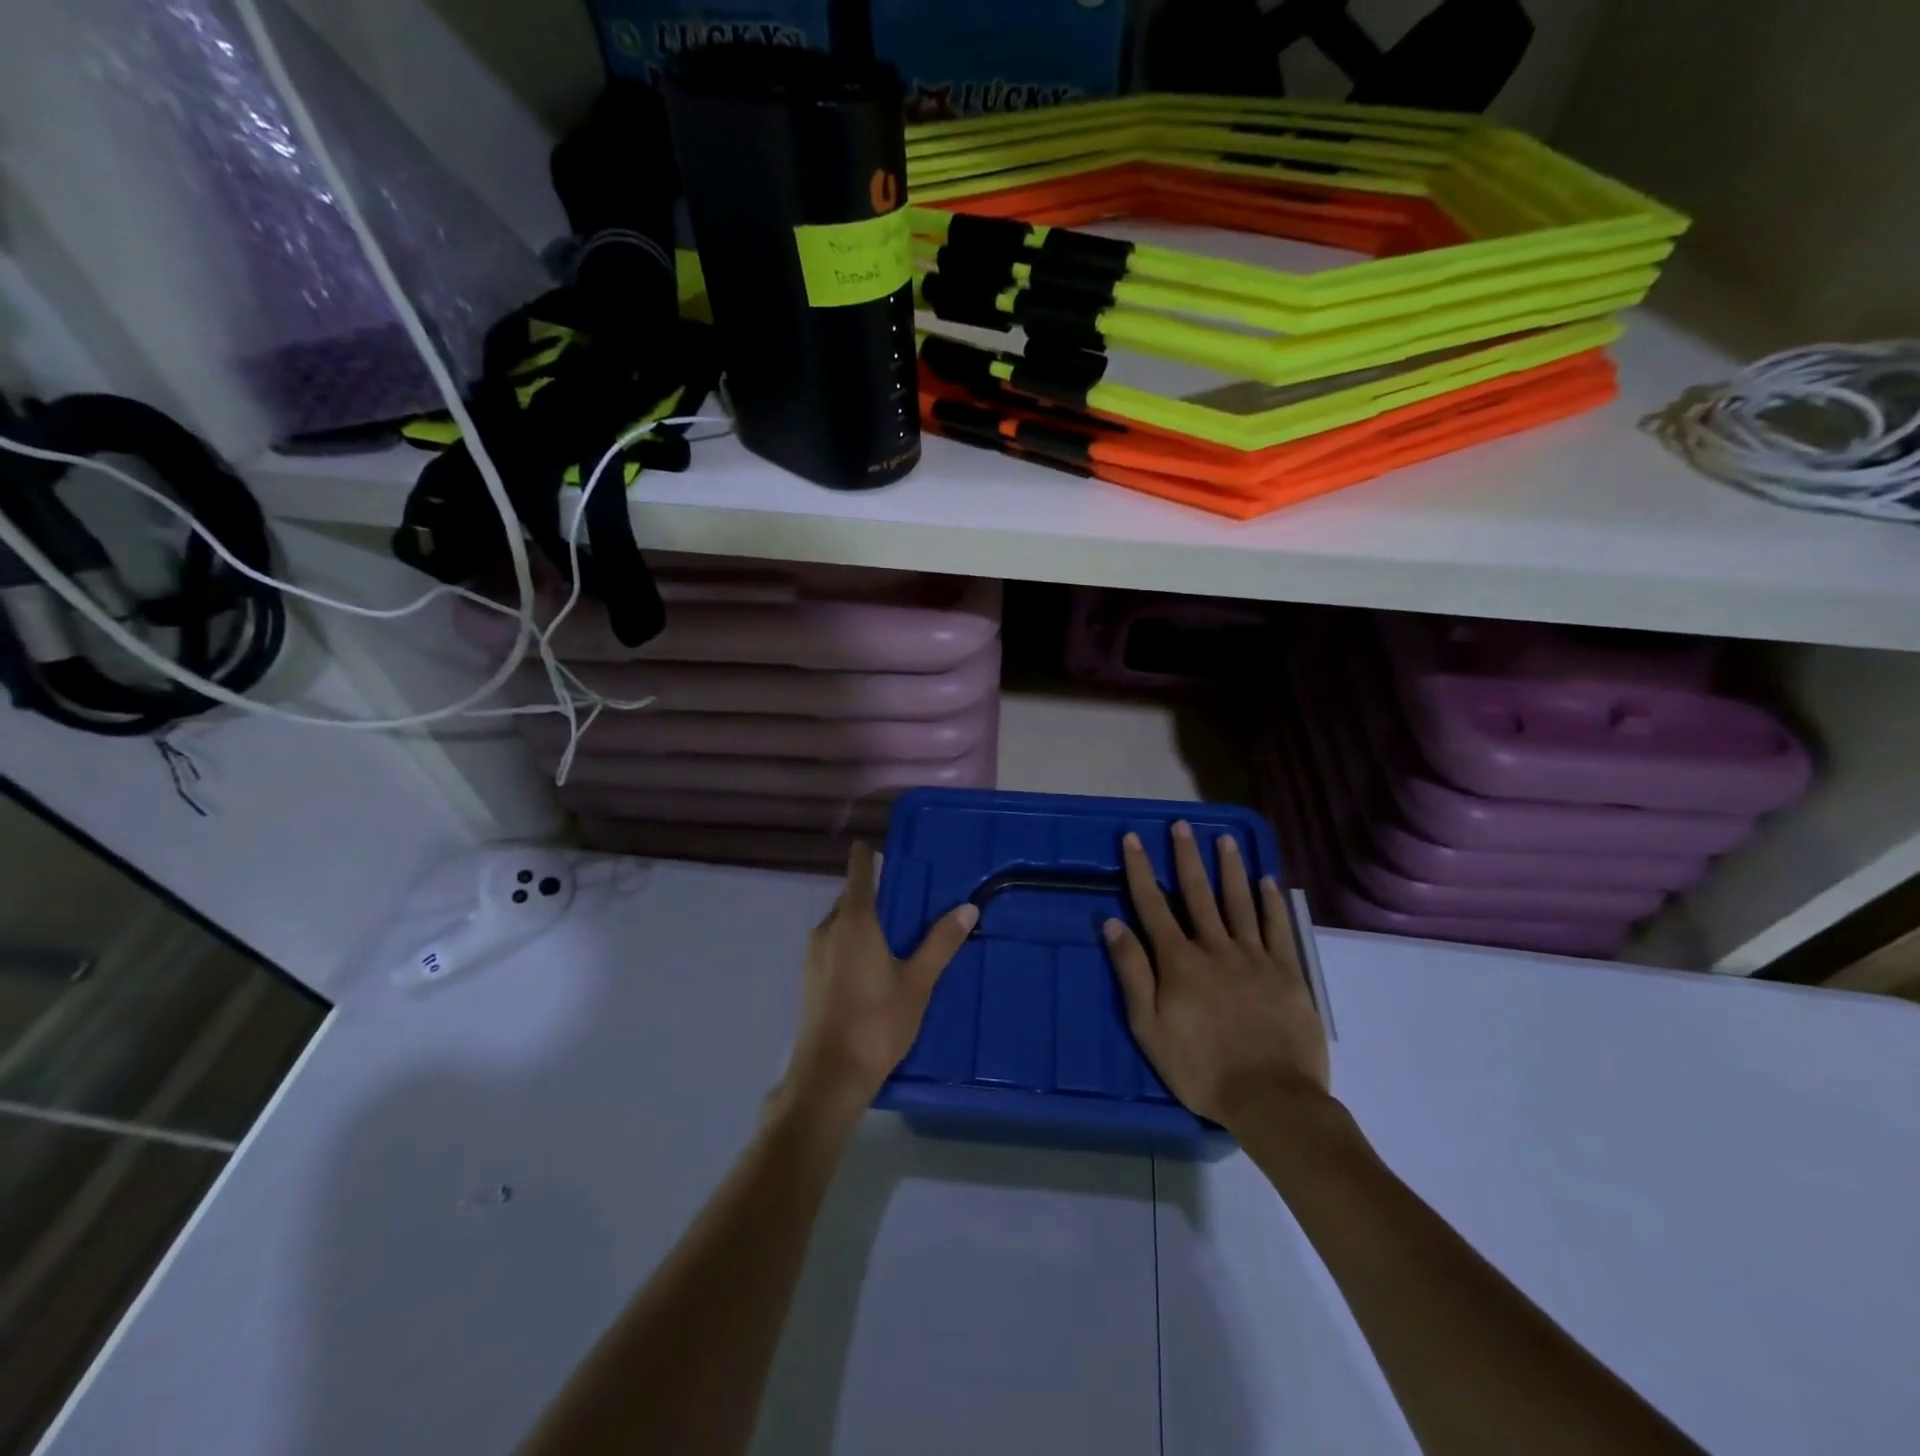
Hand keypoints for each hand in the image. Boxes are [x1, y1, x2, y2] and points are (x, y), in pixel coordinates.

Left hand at [778, 842, 978, 1121]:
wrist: (829, 1076)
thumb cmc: (876, 1022)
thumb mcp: (918, 982)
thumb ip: (941, 943)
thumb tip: (967, 908)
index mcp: (853, 922)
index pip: (858, 874)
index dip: (864, 857)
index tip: (872, 844)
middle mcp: (828, 930)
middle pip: (850, 899)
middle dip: (873, 893)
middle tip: (905, 895)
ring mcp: (814, 956)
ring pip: (840, 924)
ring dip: (863, 920)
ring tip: (895, 929)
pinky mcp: (810, 979)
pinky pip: (834, 944)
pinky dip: (853, 941)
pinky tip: (874, 963)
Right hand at [1104, 822, 1329, 1130]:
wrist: (1271, 1098)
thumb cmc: (1200, 1068)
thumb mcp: (1149, 1027)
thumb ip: (1132, 972)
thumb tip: (1112, 923)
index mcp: (1179, 961)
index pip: (1152, 905)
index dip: (1140, 869)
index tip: (1132, 838)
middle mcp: (1214, 947)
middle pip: (1197, 893)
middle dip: (1186, 856)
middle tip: (1181, 825)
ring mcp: (1254, 957)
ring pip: (1239, 902)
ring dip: (1229, 868)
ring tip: (1224, 839)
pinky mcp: (1287, 972)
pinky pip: (1277, 928)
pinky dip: (1271, 902)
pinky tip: (1267, 881)